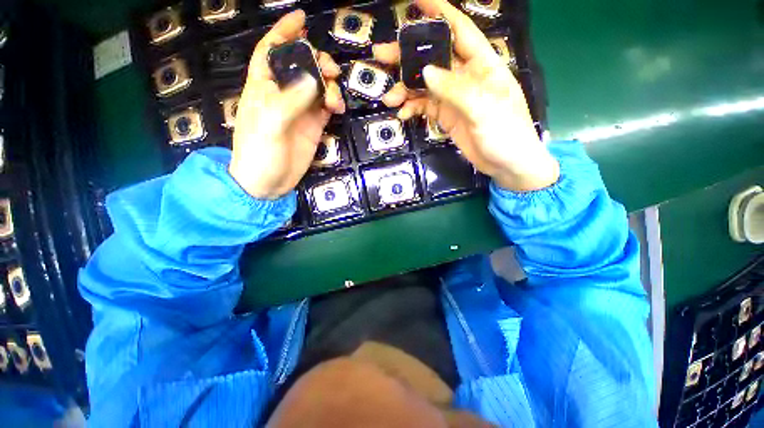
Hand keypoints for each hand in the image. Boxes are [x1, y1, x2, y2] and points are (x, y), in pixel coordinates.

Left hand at [230, 10, 344, 199]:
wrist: (268, 183)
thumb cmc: (259, 152)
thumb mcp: (270, 124)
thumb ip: (290, 100)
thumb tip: (313, 79)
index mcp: (263, 87)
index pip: (271, 51)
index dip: (283, 32)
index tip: (301, 19)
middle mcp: (282, 94)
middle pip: (301, 66)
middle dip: (316, 62)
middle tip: (331, 70)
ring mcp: (300, 111)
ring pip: (317, 86)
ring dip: (329, 85)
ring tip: (336, 97)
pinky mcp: (313, 126)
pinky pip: (325, 107)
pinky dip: (333, 103)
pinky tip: (338, 108)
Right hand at [373, 0, 558, 191]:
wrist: (506, 165)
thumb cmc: (506, 134)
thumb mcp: (484, 109)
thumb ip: (455, 89)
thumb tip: (426, 72)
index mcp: (482, 64)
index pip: (459, 30)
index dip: (439, 14)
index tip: (416, 3)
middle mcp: (465, 77)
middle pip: (433, 58)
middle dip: (408, 55)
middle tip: (381, 54)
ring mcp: (453, 98)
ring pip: (424, 85)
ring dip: (405, 90)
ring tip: (389, 99)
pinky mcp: (446, 116)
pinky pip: (424, 107)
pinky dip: (412, 108)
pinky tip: (403, 114)